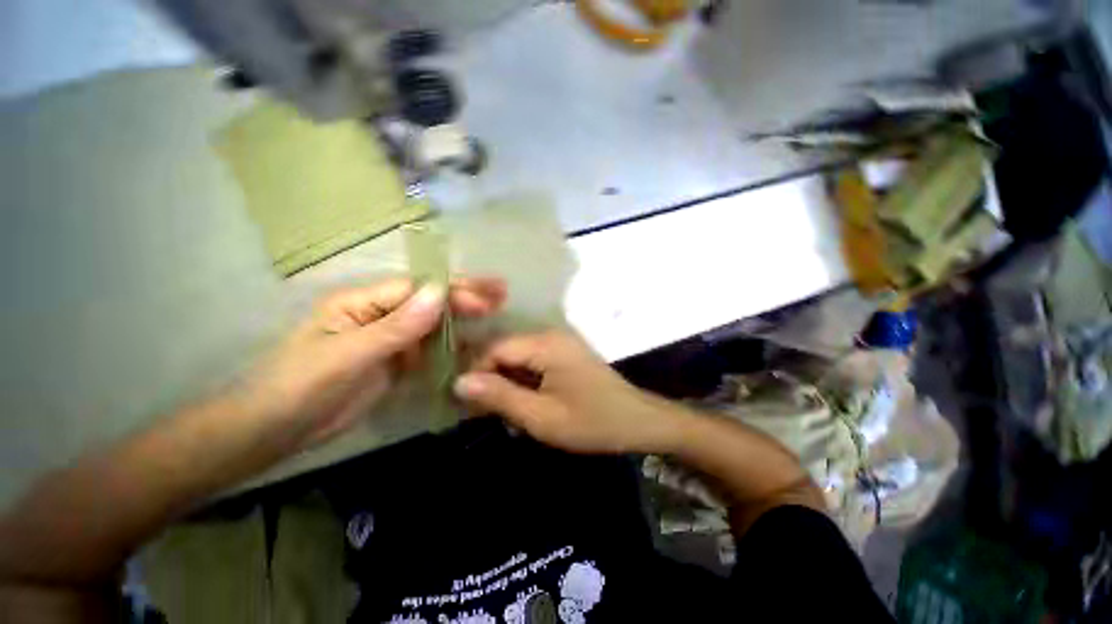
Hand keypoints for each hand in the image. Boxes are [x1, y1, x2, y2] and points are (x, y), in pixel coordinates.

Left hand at [235, 277, 504, 449]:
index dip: (453, 291)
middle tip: (501, 290)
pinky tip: (474, 343)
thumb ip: (397, 326)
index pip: (416, 289)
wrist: (275, 431)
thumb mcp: (348, 355)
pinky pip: (430, 348)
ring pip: (434, 323)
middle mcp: (380, 314)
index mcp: (362, 302)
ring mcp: (390, 338)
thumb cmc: (300, 387)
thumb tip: (439, 293)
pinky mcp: (396, 361)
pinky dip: (453, 345)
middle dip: (466, 294)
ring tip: (495, 309)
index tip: (486, 298)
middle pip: (430, 300)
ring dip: (464, 317)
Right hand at [453, 330, 682, 453]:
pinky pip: (533, 360)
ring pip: (517, 356)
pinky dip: (523, 380)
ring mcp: (560, 342)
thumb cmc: (591, 422)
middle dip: (491, 379)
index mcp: (544, 343)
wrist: (637, 421)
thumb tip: (458, 381)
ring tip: (506, 411)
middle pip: (505, 350)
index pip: (494, 348)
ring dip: (507, 382)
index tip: (466, 403)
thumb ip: (500, 397)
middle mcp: (550, 334)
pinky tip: (526, 402)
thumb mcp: (541, 416)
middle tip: (485, 412)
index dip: (476, 373)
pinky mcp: (565, 352)